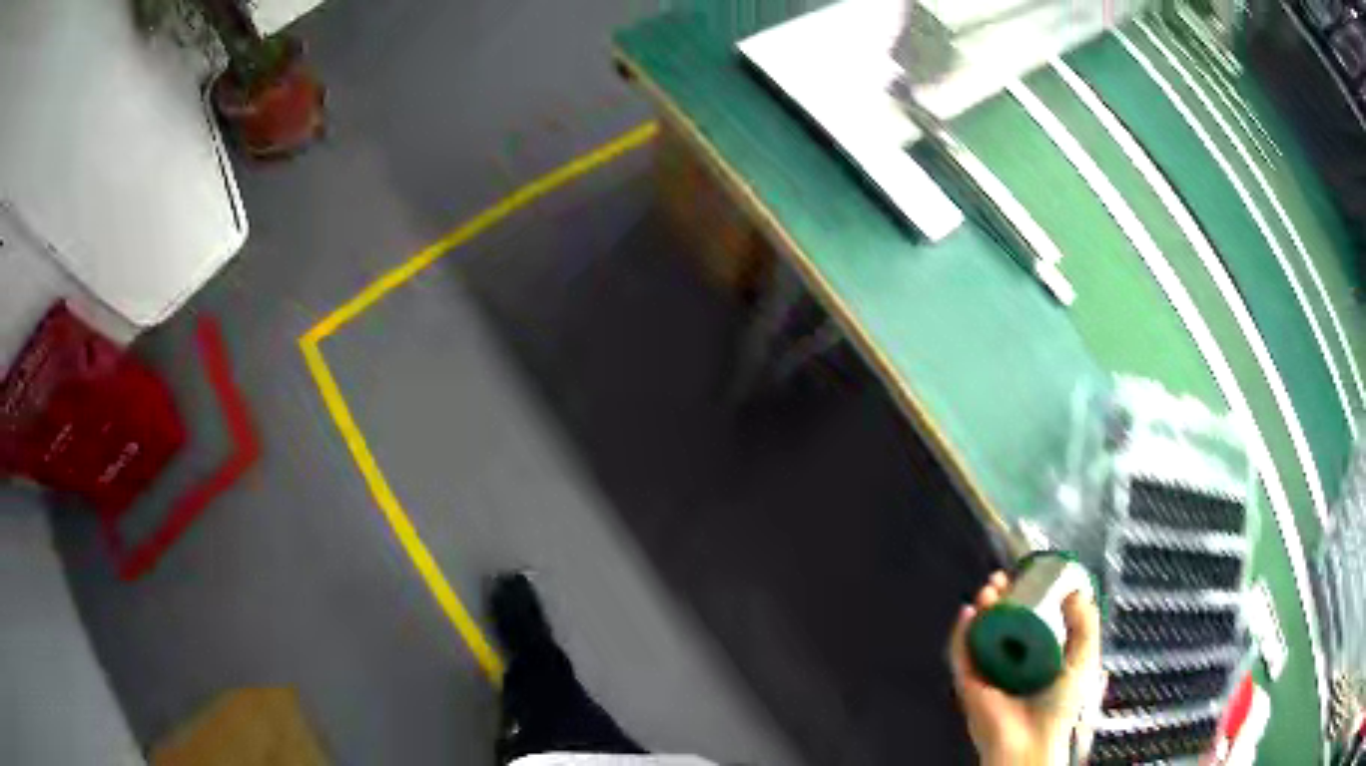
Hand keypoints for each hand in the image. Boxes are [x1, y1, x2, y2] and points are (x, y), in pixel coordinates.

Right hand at [948, 571, 1102, 765]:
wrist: (1032, 743)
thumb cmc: (1061, 708)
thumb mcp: (1084, 659)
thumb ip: (1086, 625)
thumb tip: (1076, 592)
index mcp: (1038, 658)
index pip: (1028, 620)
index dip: (1025, 597)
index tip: (1027, 578)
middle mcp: (1012, 663)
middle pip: (1001, 623)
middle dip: (1000, 598)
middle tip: (1003, 580)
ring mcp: (989, 673)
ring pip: (980, 634)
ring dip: (982, 609)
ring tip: (989, 590)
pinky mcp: (969, 685)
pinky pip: (961, 654)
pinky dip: (961, 633)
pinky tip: (968, 613)